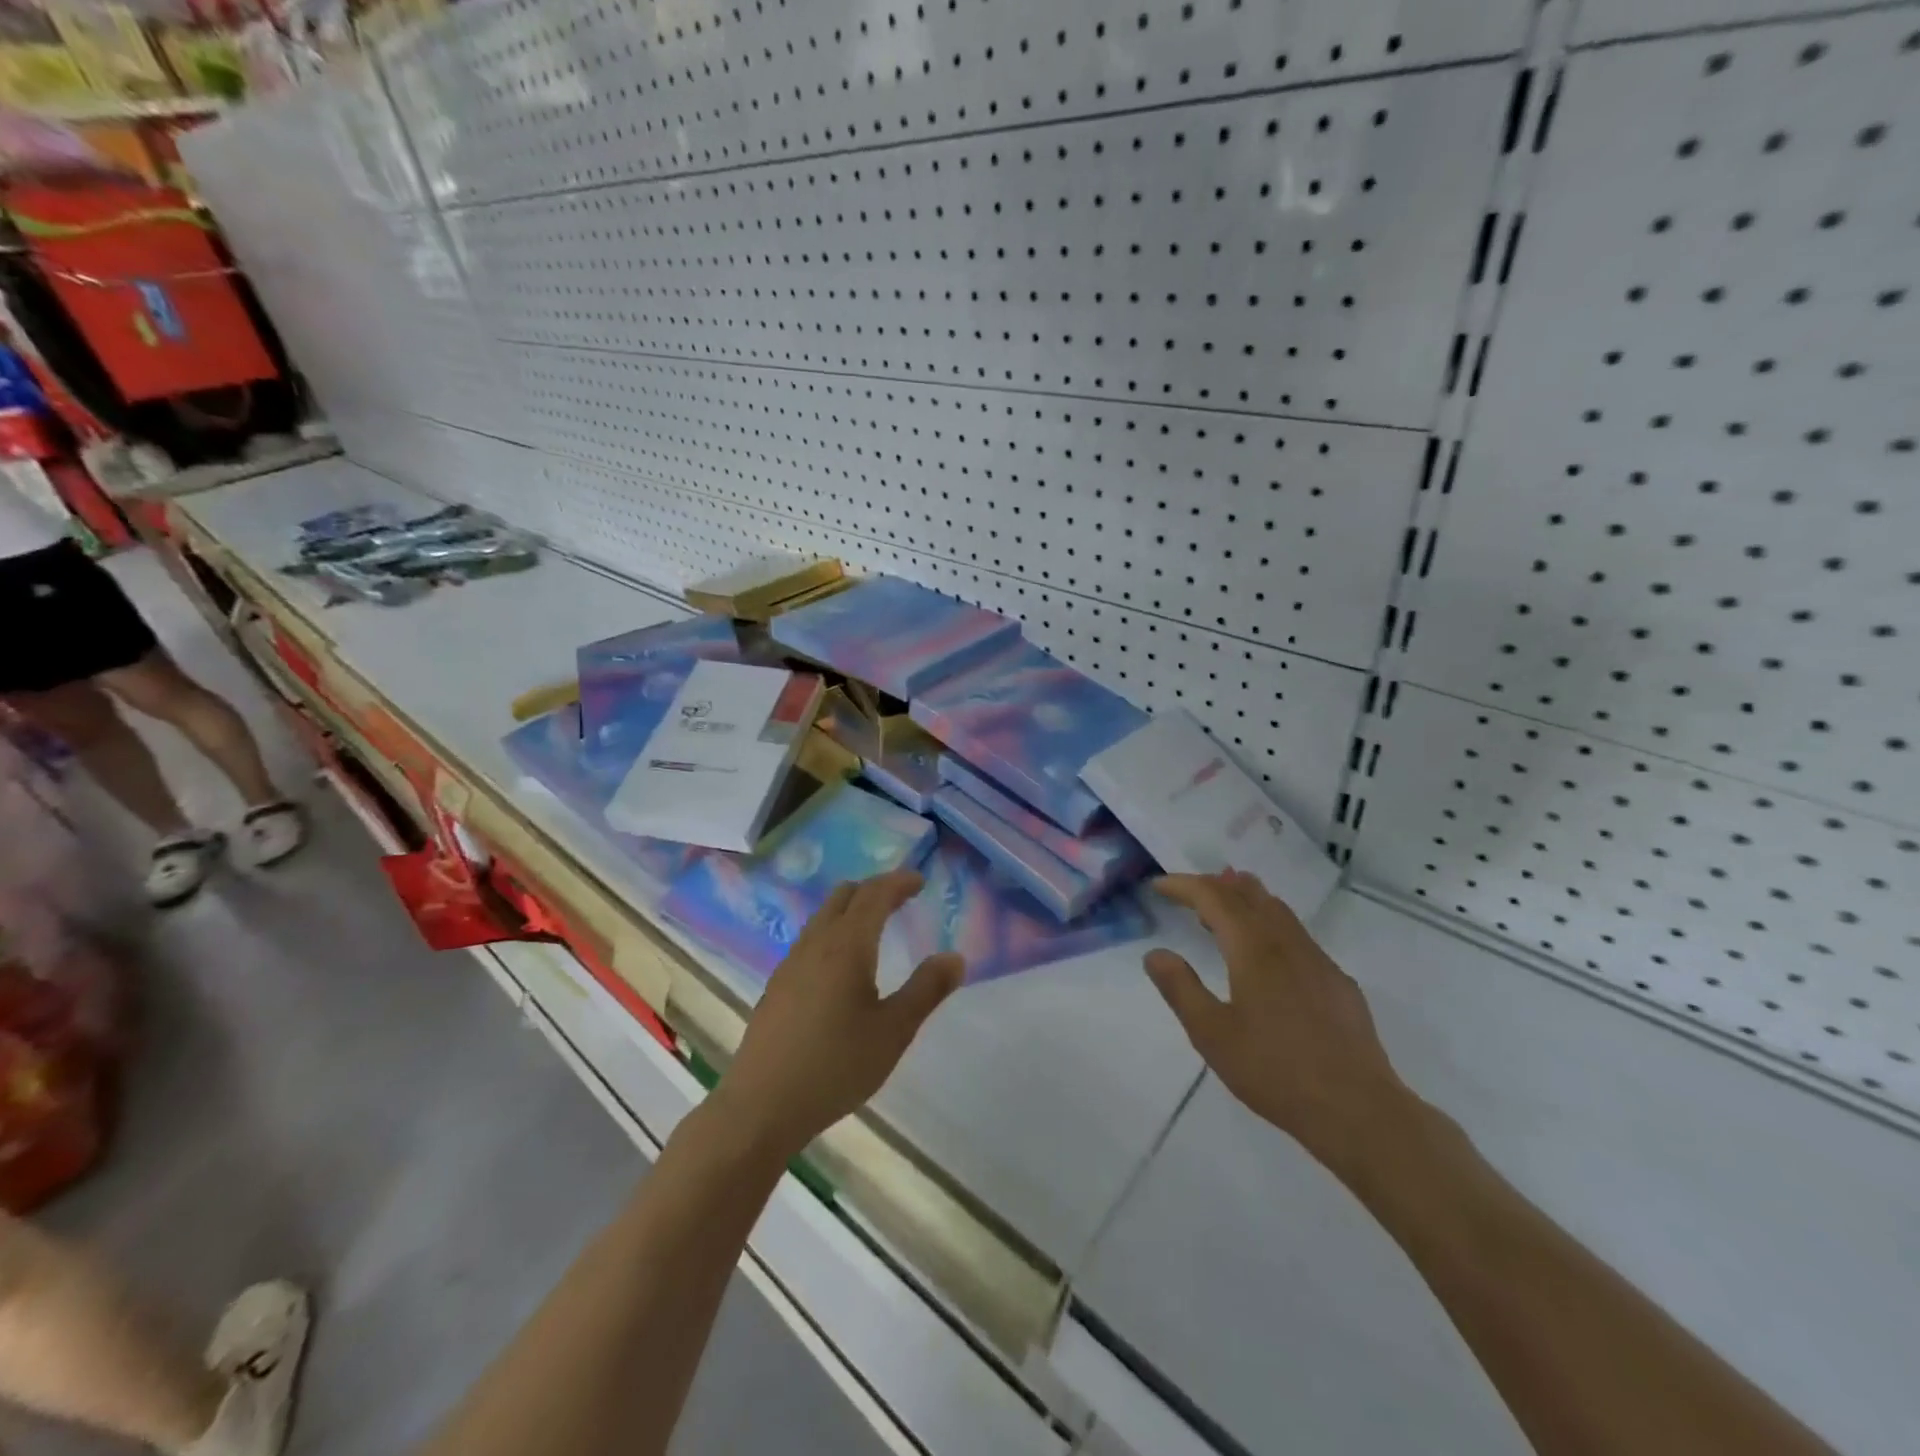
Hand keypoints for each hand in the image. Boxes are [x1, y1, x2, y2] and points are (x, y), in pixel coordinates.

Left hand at [713, 870, 963, 1160]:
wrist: (761, 1106)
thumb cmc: (835, 1066)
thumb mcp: (893, 1031)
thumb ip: (926, 990)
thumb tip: (955, 957)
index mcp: (846, 946)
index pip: (874, 895)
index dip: (898, 882)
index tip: (919, 881)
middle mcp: (815, 944)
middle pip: (844, 896)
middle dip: (874, 890)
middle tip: (901, 899)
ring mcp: (790, 963)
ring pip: (823, 916)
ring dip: (851, 910)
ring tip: (875, 927)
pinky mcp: (777, 986)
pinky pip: (810, 940)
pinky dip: (834, 932)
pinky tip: (842, 966)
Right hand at [1144, 870, 1414, 1168]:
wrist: (1358, 1110)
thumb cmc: (1275, 1071)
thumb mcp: (1211, 1034)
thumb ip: (1180, 989)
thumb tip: (1155, 954)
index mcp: (1253, 949)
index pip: (1214, 898)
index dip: (1185, 886)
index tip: (1159, 885)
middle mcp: (1287, 943)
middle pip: (1249, 894)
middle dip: (1215, 884)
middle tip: (1188, 891)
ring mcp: (1318, 961)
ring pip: (1278, 911)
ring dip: (1245, 899)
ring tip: (1222, 908)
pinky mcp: (1338, 983)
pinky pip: (1297, 935)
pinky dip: (1270, 924)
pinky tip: (1267, 954)